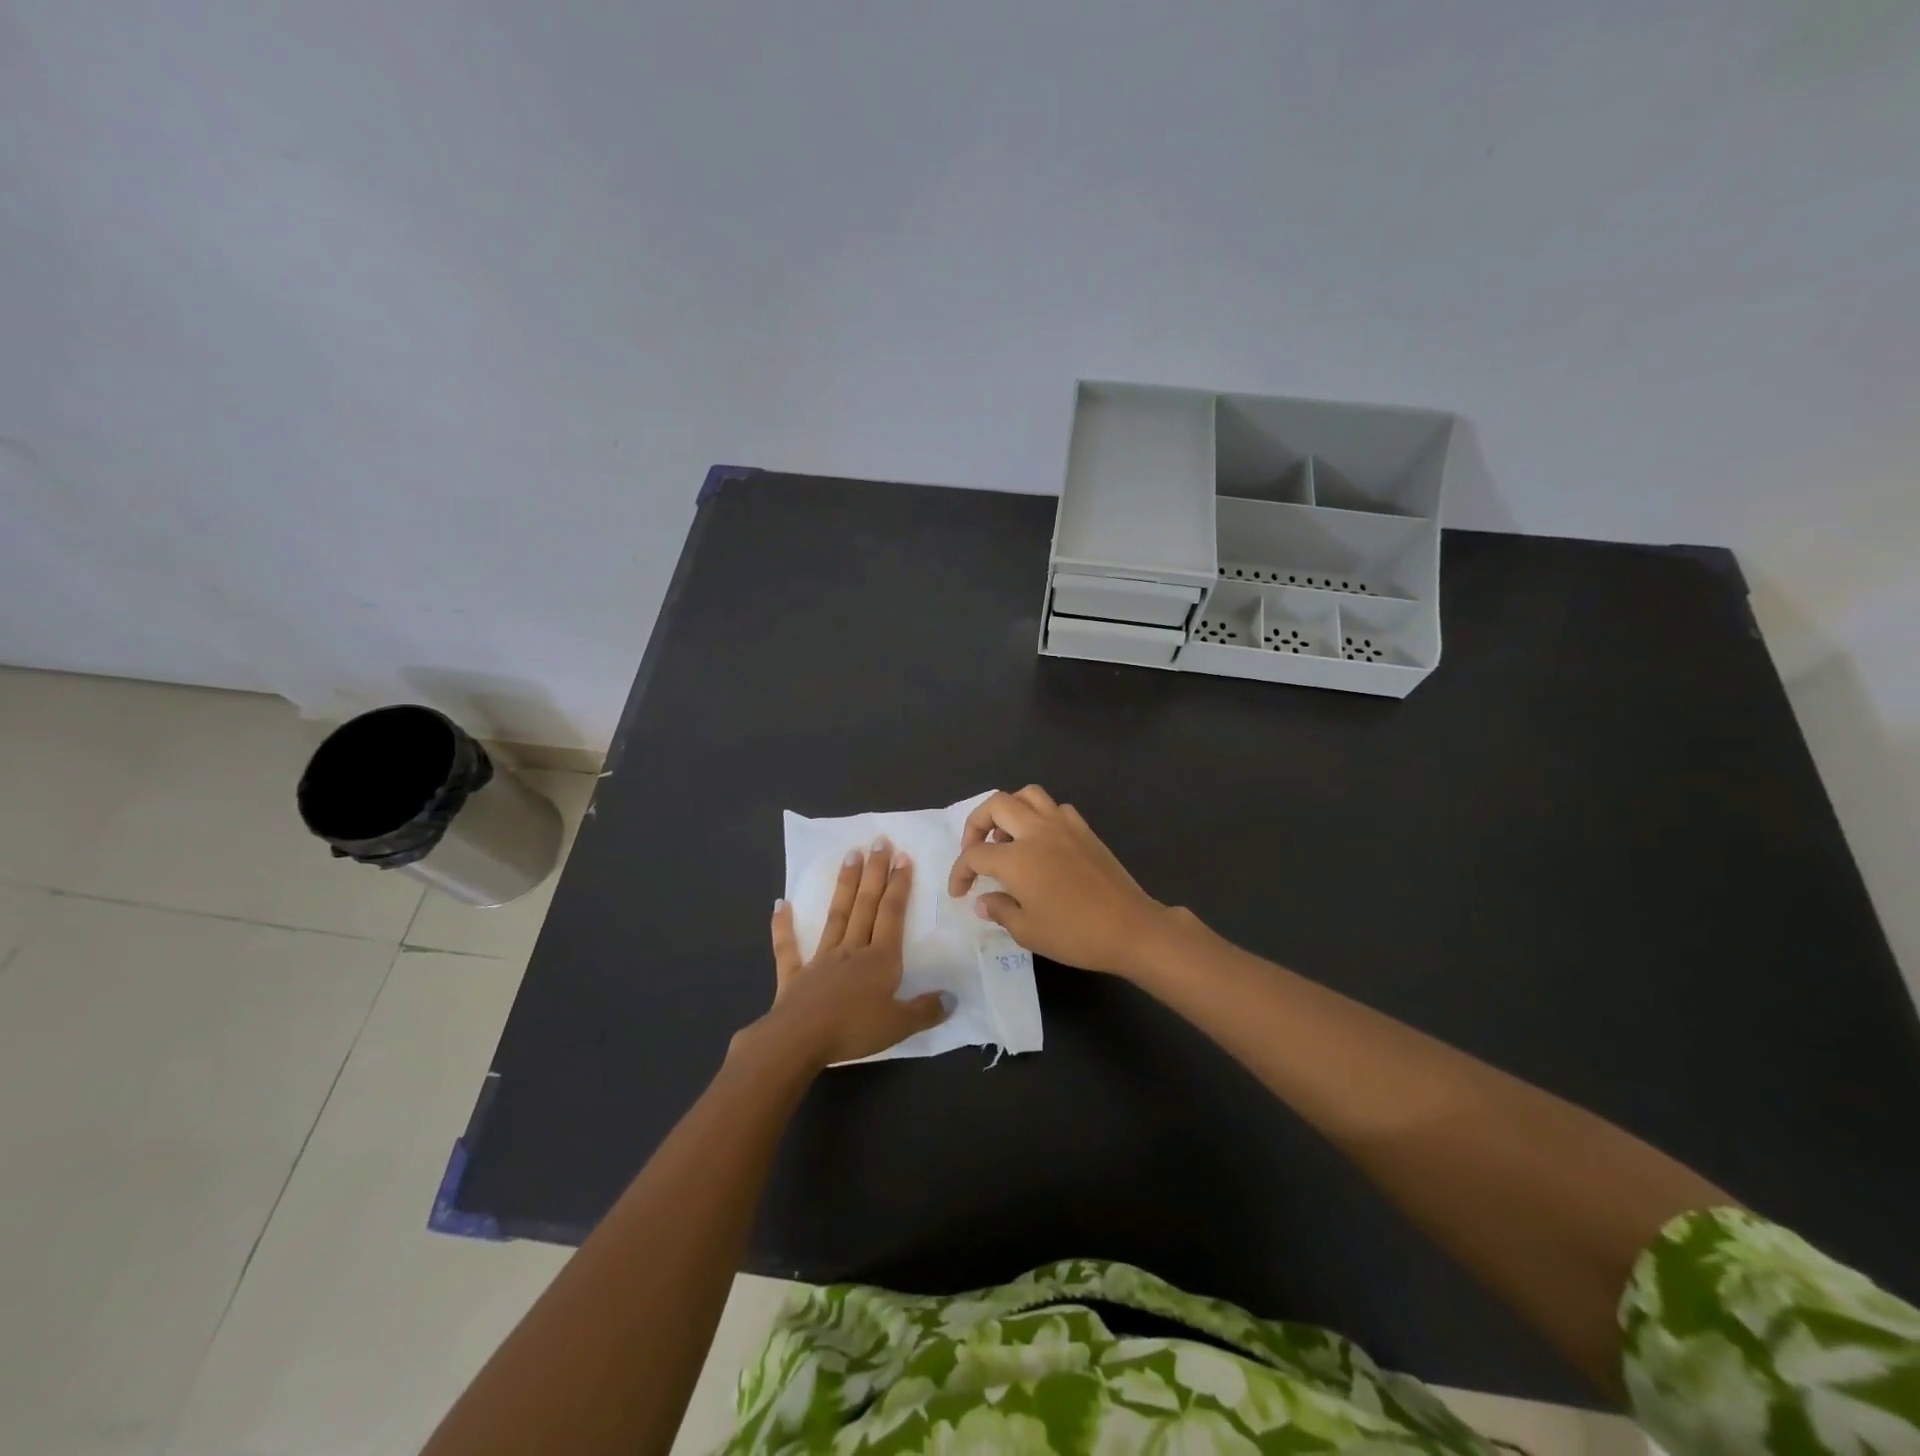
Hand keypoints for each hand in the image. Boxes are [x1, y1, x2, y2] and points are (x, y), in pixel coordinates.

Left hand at [751, 840, 949, 1069]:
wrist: (799, 1040)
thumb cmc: (853, 1030)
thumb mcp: (900, 1025)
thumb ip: (926, 1010)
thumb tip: (953, 997)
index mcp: (880, 960)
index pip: (892, 914)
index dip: (899, 885)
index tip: (903, 857)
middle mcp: (852, 950)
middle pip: (865, 905)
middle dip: (875, 872)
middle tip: (879, 841)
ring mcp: (821, 959)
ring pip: (836, 915)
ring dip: (844, 884)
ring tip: (850, 854)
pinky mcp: (795, 974)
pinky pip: (788, 947)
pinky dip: (783, 926)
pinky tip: (780, 904)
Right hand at [946, 786, 1176, 977]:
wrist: (1130, 927)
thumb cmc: (1075, 934)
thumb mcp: (1028, 931)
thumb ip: (1000, 910)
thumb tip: (984, 900)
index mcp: (1016, 858)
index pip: (975, 854)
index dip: (960, 871)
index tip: (959, 892)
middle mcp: (1036, 831)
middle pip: (995, 805)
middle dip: (976, 824)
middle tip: (976, 851)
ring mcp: (1063, 825)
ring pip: (1027, 794)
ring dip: (1009, 810)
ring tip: (1008, 837)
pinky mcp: (1085, 830)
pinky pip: (1055, 808)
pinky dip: (1040, 816)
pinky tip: (1042, 842)